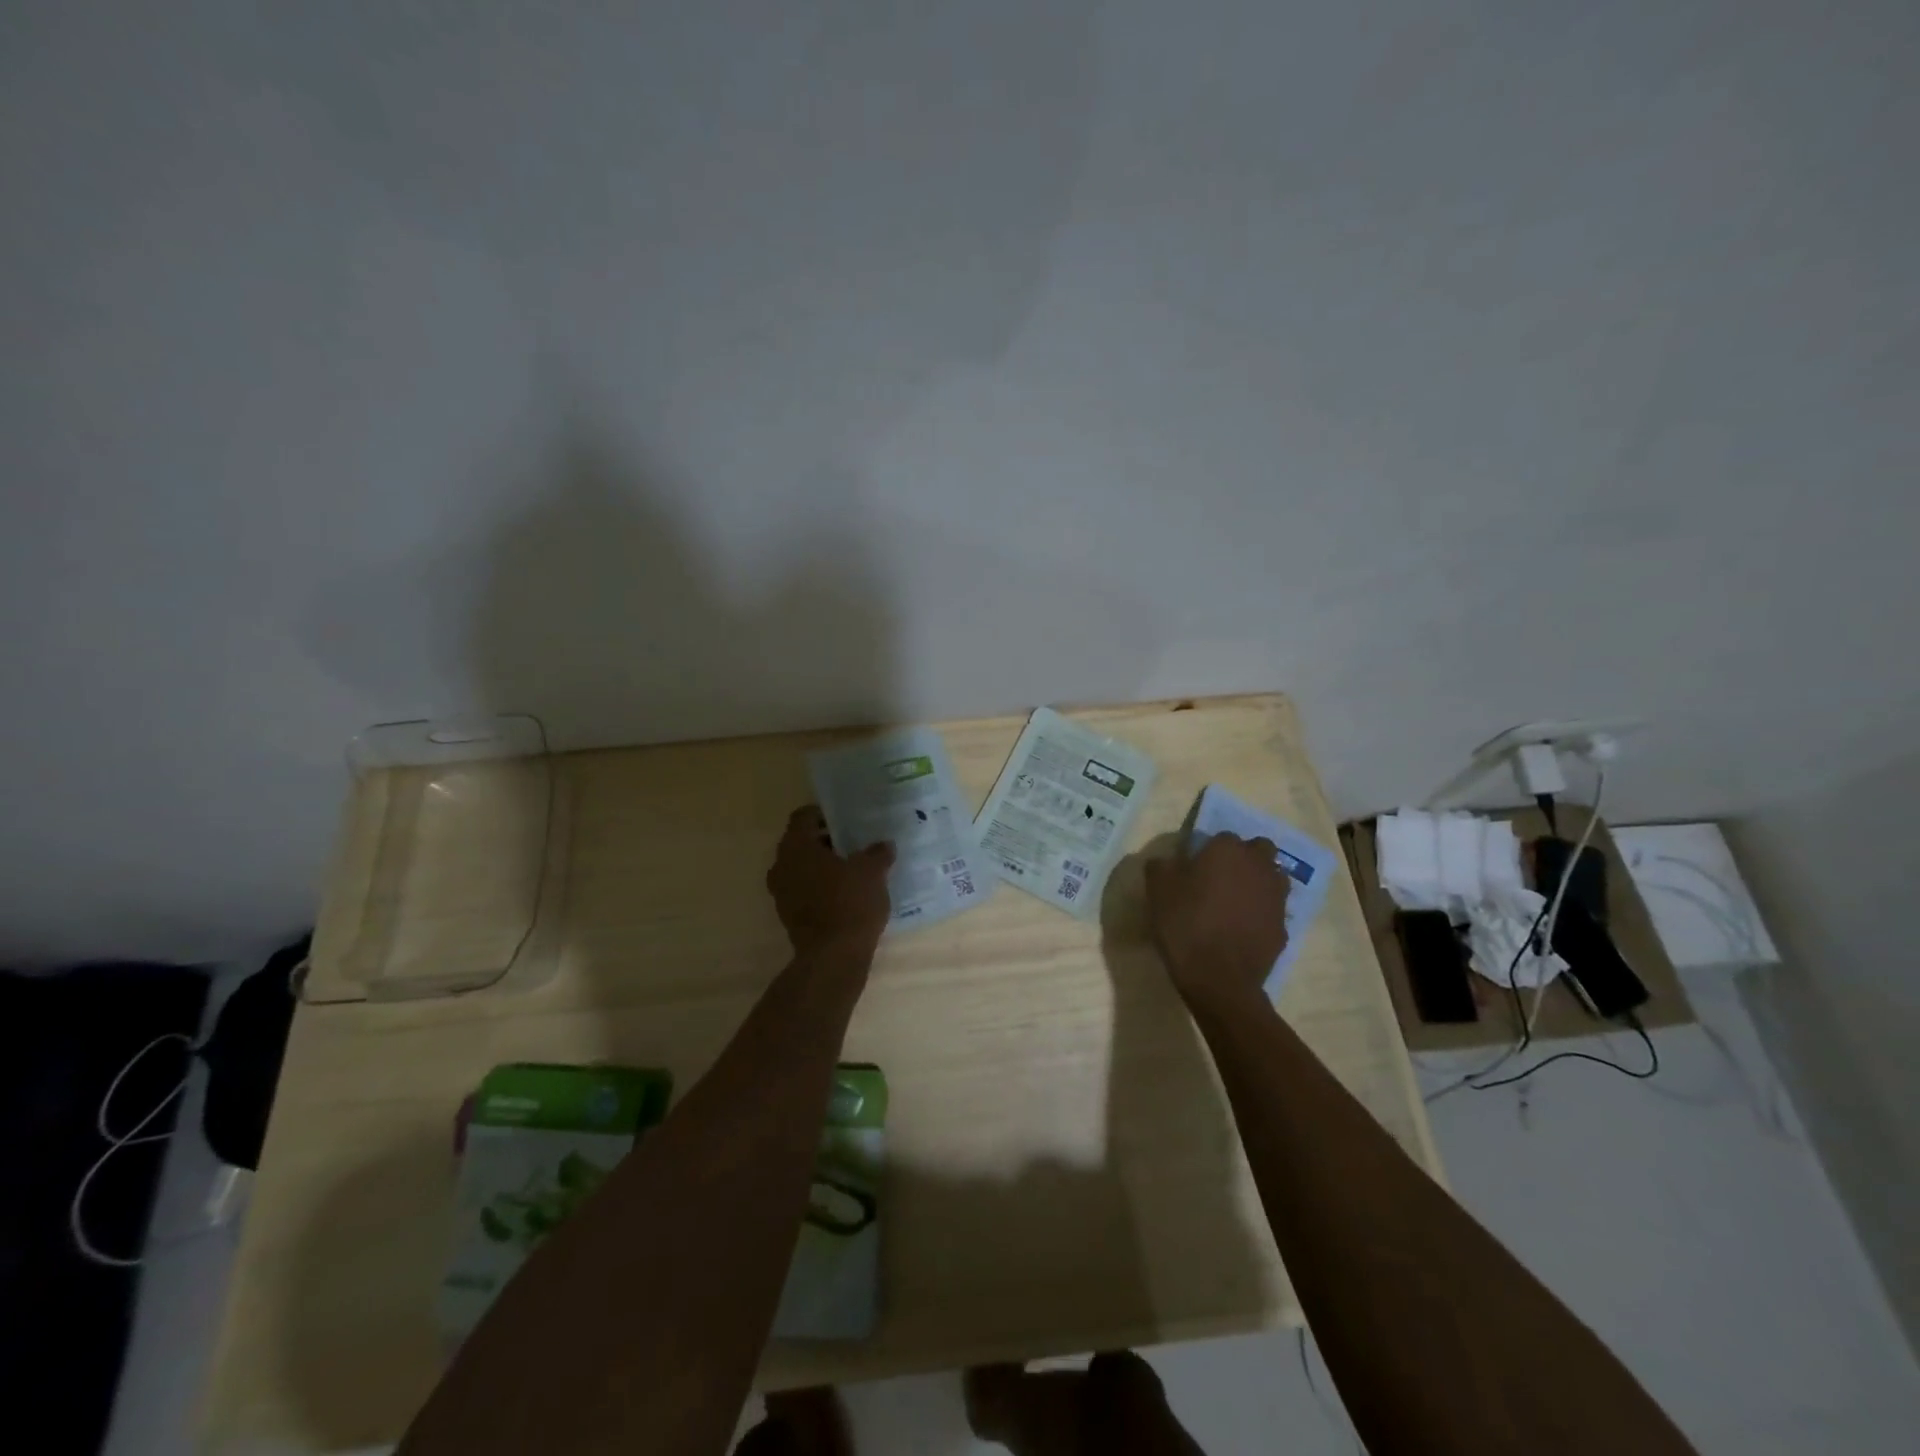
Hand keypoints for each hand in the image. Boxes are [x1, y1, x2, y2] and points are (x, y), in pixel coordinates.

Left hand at [766, 806, 895, 956]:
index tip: (846, 820)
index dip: (824, 814)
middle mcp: (781, 865)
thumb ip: (877, 853)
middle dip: (826, 841)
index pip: (803, 817)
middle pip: (801, 842)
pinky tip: (846, 893)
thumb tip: (884, 845)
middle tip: (854, 843)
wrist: (833, 957)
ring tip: (853, 869)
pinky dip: (821, 887)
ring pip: (802, 868)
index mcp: (796, 846)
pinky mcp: (788, 916)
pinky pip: (804, 891)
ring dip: (823, 866)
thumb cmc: (850, 903)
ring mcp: (781, 893)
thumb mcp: (872, 872)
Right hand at [1144, 834, 1290, 1011]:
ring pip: (1272, 877)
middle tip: (1220, 877)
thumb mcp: (1157, 889)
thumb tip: (1168, 860)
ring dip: (1258, 881)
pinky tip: (1242, 928)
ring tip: (1234, 901)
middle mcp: (1258, 866)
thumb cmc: (1185, 924)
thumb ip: (1162, 865)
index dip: (1208, 850)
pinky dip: (1261, 912)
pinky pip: (1272, 909)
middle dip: (1244, 857)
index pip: (1222, 837)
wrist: (1218, 978)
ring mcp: (1276, 897)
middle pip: (1259, 849)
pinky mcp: (1283, 926)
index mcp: (1228, 850)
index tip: (1194, 867)